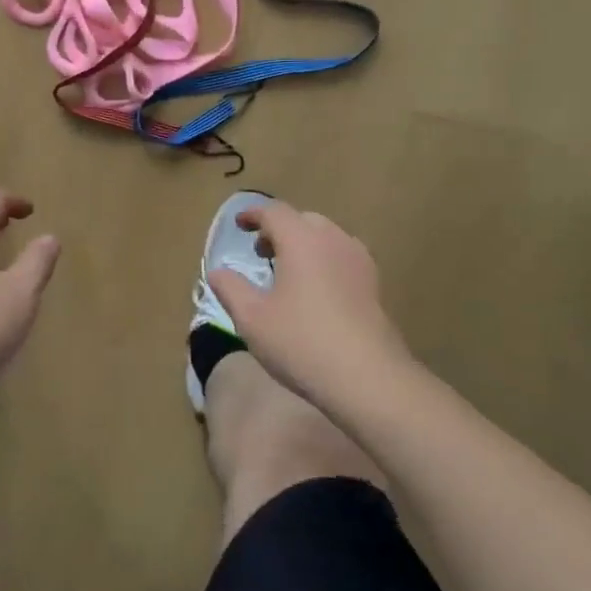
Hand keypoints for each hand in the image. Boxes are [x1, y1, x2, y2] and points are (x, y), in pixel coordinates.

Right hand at [206, 202, 405, 405]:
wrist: (367, 378)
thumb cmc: (301, 342)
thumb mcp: (251, 318)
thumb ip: (230, 288)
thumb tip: (216, 272)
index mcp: (301, 240)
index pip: (274, 212)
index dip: (253, 214)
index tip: (238, 225)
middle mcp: (333, 240)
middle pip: (303, 220)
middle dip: (279, 229)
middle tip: (261, 252)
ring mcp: (359, 261)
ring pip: (327, 237)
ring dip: (304, 244)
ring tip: (288, 272)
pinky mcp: (374, 284)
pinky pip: (343, 257)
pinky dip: (324, 260)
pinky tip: (317, 291)